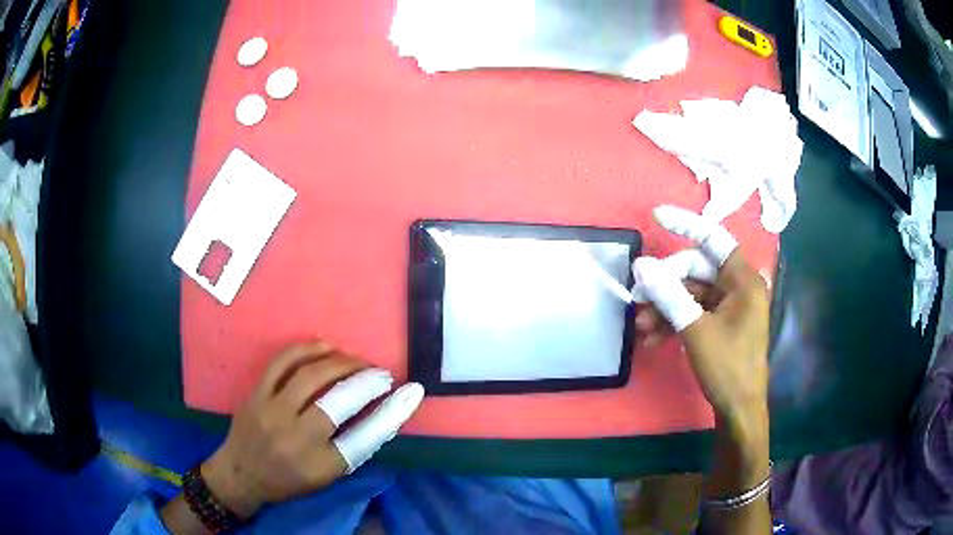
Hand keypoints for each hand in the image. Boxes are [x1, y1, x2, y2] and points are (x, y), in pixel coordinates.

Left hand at [201, 342, 423, 518]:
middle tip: (381, 373)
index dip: (393, 412)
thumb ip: (351, 447)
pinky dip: (307, 348)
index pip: (365, 437)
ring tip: (356, 359)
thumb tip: (381, 413)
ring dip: (341, 361)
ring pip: (311, 375)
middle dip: (367, 380)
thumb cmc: (288, 481)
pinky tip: (324, 346)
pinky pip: (282, 361)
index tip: (412, 392)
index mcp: (320, 466)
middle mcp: (296, 438)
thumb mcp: (325, 476)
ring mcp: (272, 412)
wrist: (241, 474)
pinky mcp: (256, 393)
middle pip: (339, 400)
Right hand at [632, 206, 771, 533]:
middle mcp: (738, 287)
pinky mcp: (721, 324)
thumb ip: (670, 296)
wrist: (739, 410)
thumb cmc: (727, 368)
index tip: (657, 217)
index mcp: (743, 281)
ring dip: (665, 307)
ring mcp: (729, 307)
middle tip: (638, 301)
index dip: (687, 225)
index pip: (714, 239)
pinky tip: (653, 338)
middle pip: (696, 270)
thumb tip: (642, 265)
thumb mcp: (696, 331)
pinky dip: (673, 321)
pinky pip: (693, 312)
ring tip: (641, 328)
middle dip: (665, 285)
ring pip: (691, 294)